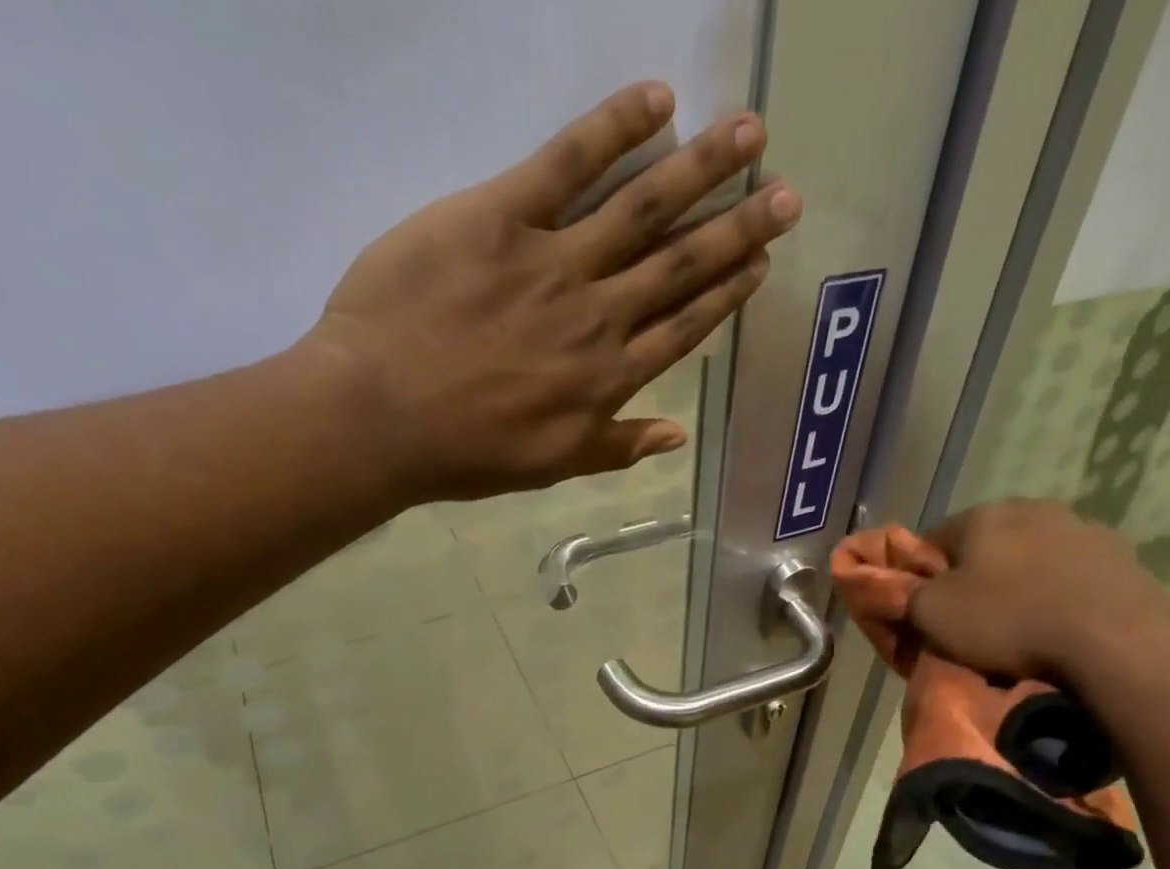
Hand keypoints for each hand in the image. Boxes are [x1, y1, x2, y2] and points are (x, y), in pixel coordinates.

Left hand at [306, 82, 800, 504]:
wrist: (383, 418)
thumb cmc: (466, 452)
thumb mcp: (552, 465)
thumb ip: (617, 446)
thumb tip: (677, 435)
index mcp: (608, 379)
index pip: (681, 327)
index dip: (725, 294)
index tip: (761, 263)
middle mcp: (598, 317)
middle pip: (679, 265)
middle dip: (737, 228)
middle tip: (786, 195)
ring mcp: (554, 263)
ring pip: (642, 210)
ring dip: (701, 171)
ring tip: (750, 136)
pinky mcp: (501, 216)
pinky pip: (567, 163)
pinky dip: (614, 129)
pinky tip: (658, 103)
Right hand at [906, 501, 1169, 684]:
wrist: (1113, 639)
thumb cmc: (1007, 621)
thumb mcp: (932, 614)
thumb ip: (906, 595)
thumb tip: (900, 588)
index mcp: (983, 515)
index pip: (932, 540)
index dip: (922, 577)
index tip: (923, 611)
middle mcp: (1032, 509)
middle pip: (985, 548)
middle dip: (974, 579)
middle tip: (968, 624)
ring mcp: (1083, 529)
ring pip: (1030, 560)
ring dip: (1019, 587)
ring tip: (1018, 632)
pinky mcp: (1121, 558)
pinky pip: (1070, 579)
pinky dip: (1058, 598)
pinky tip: (1057, 630)